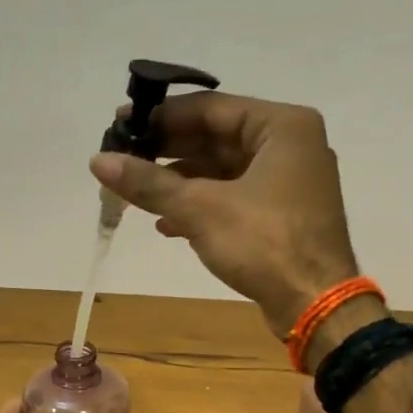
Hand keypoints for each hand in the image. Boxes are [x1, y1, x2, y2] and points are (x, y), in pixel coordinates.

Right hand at [90, 93, 358, 337]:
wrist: (315, 304)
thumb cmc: (264, 243)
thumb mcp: (200, 208)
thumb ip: (149, 183)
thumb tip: (97, 161)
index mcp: (282, 126)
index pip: (211, 108)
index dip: (162, 117)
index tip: (122, 124)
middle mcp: (290, 145)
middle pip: (217, 137)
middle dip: (168, 151)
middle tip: (123, 157)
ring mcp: (289, 181)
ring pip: (223, 169)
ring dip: (180, 181)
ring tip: (137, 193)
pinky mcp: (282, 214)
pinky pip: (234, 196)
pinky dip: (201, 205)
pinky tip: (166, 223)